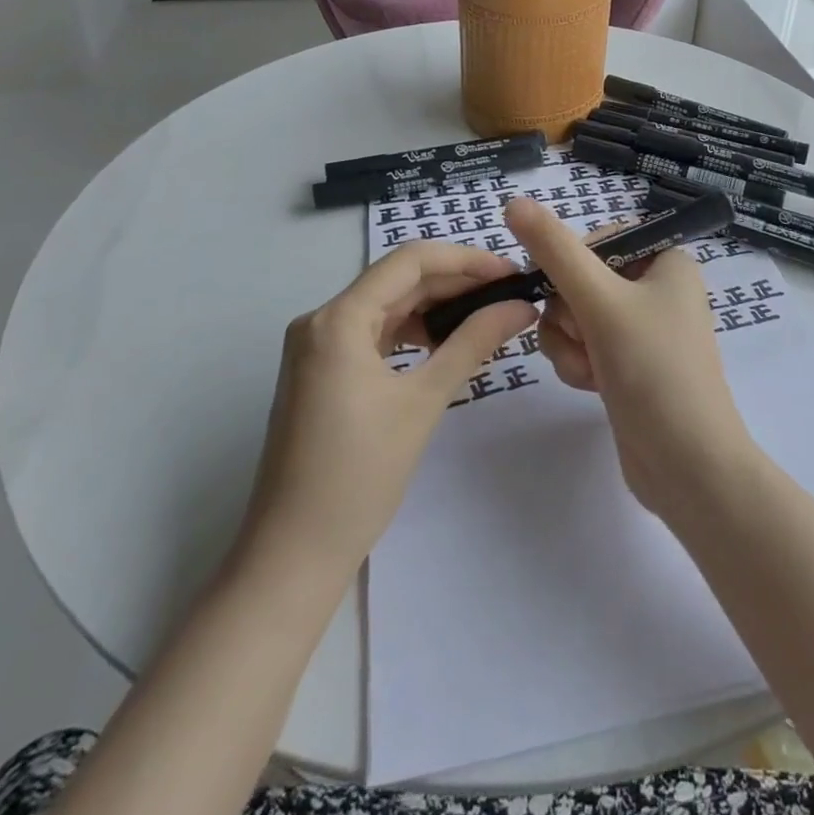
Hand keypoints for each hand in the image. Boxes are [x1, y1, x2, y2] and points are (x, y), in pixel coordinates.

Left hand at [237, 242, 537, 572]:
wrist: (293, 555)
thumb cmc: (359, 475)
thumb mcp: (423, 402)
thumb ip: (473, 342)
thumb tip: (520, 306)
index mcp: (338, 319)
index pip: (409, 261)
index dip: (464, 259)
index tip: (509, 273)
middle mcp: (320, 321)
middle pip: (397, 281)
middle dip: (455, 283)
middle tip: (509, 295)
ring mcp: (316, 348)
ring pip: (387, 307)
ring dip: (435, 307)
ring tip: (486, 316)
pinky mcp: (320, 372)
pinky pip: (373, 335)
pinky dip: (412, 333)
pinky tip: (446, 344)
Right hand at [503, 197, 755, 516]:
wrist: (688, 466)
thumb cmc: (654, 370)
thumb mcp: (601, 302)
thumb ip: (555, 251)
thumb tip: (514, 202)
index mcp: (666, 259)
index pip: (599, 238)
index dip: (572, 265)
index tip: (568, 294)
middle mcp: (656, 288)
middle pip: (581, 279)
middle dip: (570, 314)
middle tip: (589, 337)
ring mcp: (642, 329)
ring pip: (574, 315)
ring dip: (570, 342)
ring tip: (592, 369)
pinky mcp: (628, 364)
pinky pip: (583, 345)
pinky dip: (578, 363)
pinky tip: (593, 386)